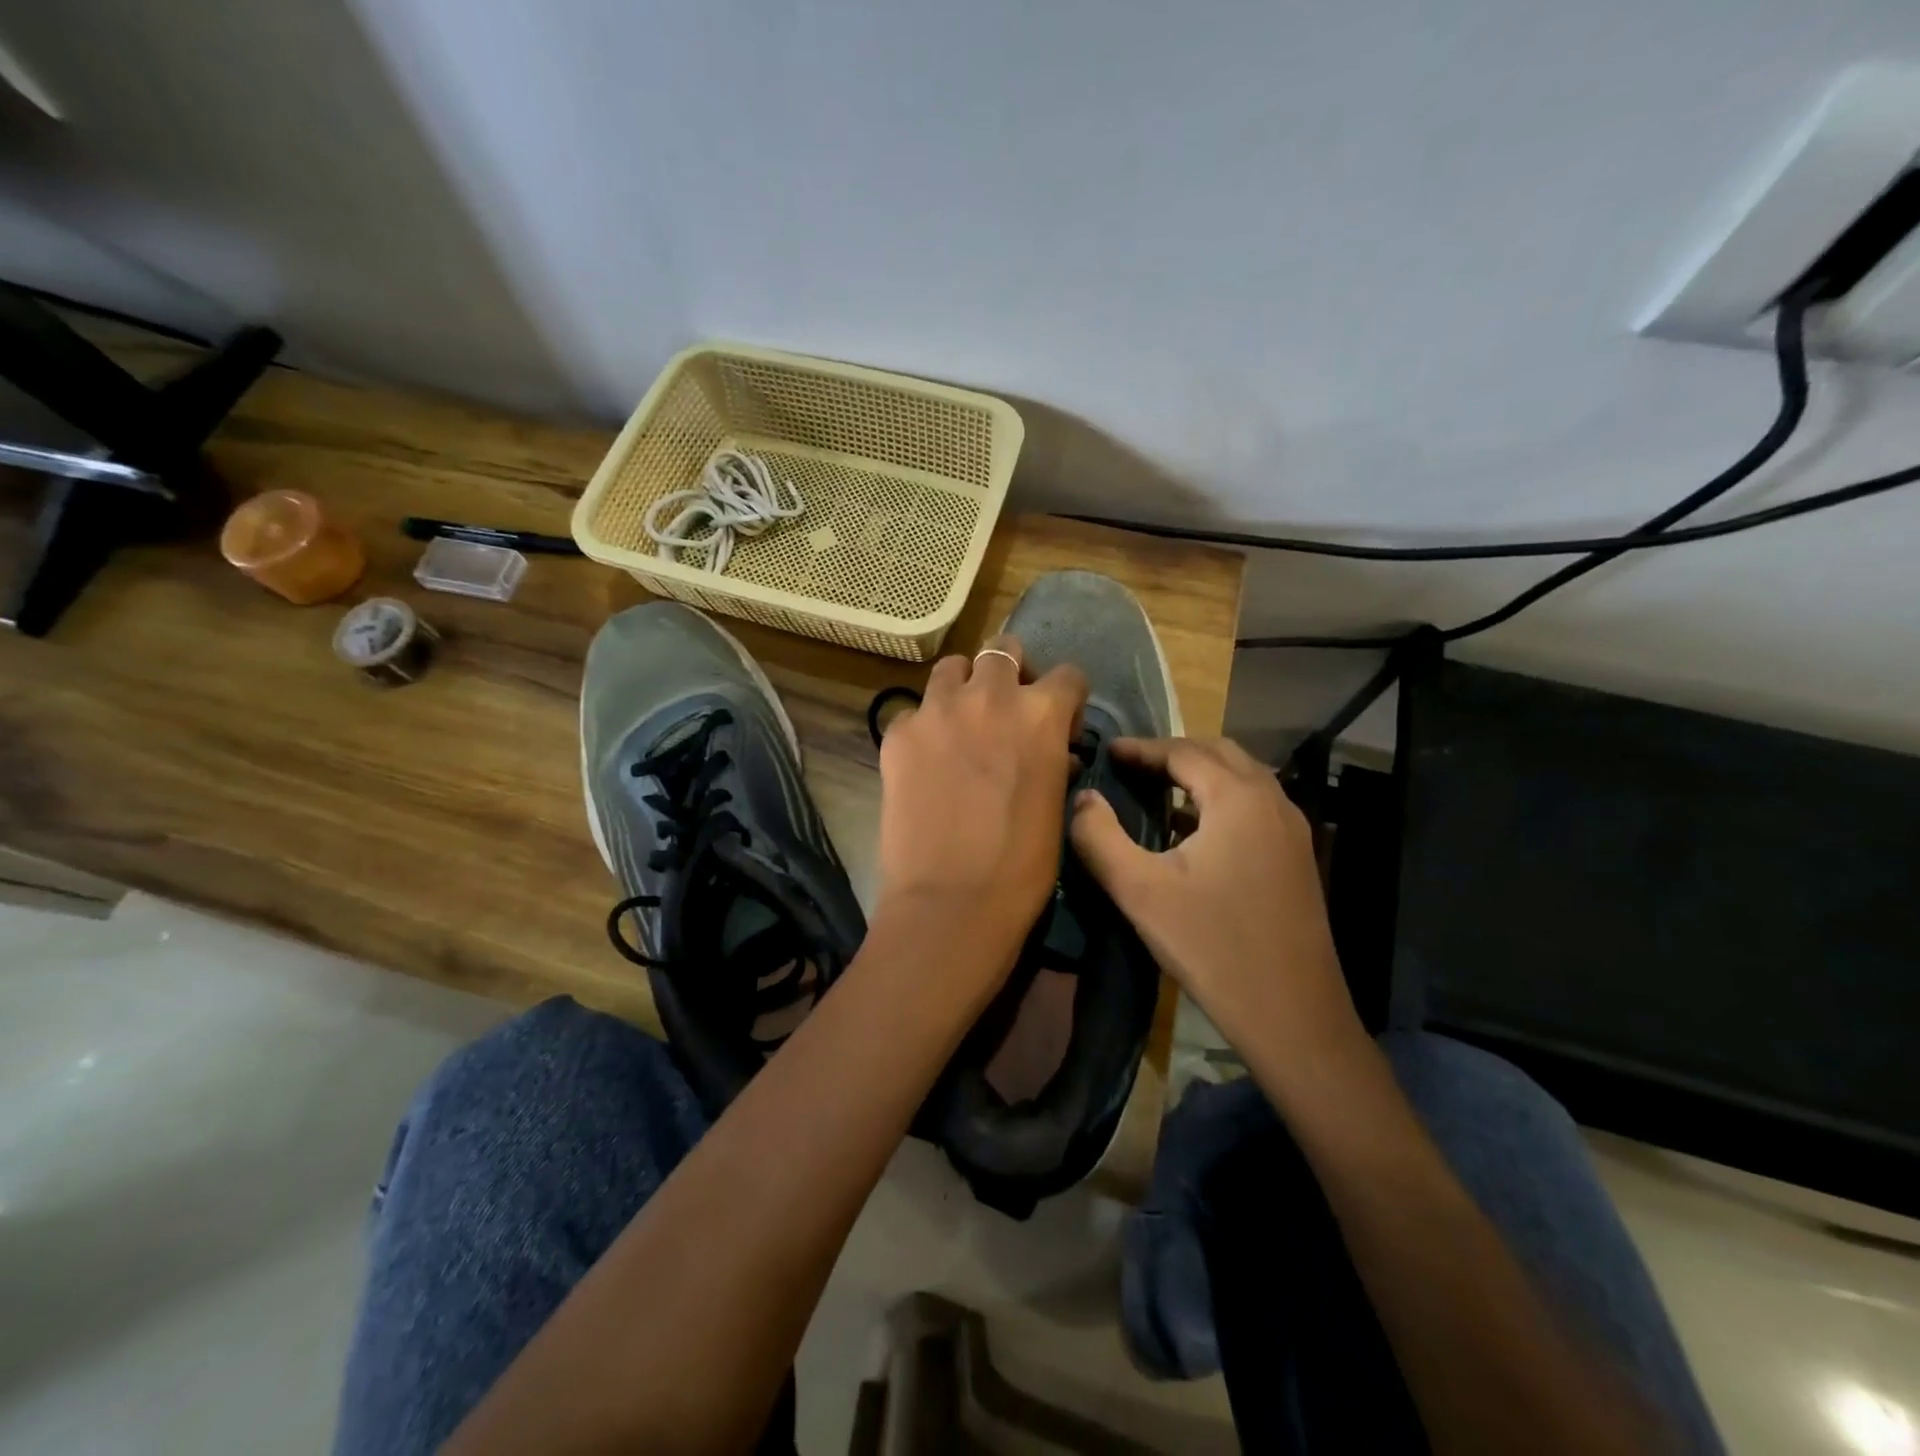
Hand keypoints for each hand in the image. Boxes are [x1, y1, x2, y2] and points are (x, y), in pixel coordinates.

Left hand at [875, 635, 1086, 974]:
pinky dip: (925, 727)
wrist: (951, 902)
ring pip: (952, 668)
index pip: (1067, 676)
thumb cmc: (1021, 866)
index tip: (1061, 724)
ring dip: (964, 686)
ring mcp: (936, 710)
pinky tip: (926, 762)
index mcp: (1040, 713)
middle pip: (1003, 649)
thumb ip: (1054, 763)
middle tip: (1007, 709)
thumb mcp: (1056, 809)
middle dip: (1012, 671)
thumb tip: (1053, 754)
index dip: (1067, 700)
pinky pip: (914, 712)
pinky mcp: (898, 733)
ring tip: (962, 722)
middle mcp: (989, 695)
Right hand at [1069, 737, 1363, 1068]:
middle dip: (1173, 752)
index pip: (1183, 752)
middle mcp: (1272, 801)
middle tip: (1131, 765)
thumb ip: (1100, 837)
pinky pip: (1254, 805)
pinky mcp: (1297, 856)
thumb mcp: (1140, 891)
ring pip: (1242, 777)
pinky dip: (1221, 798)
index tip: (1108, 750)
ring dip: (1200, 772)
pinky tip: (1193, 827)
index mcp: (1237, 799)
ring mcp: (1292, 829)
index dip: (1141, 748)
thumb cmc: (1211, 947)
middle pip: (1219, 753)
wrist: (1292, 1014)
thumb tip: (1082, 797)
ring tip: (1157, 786)